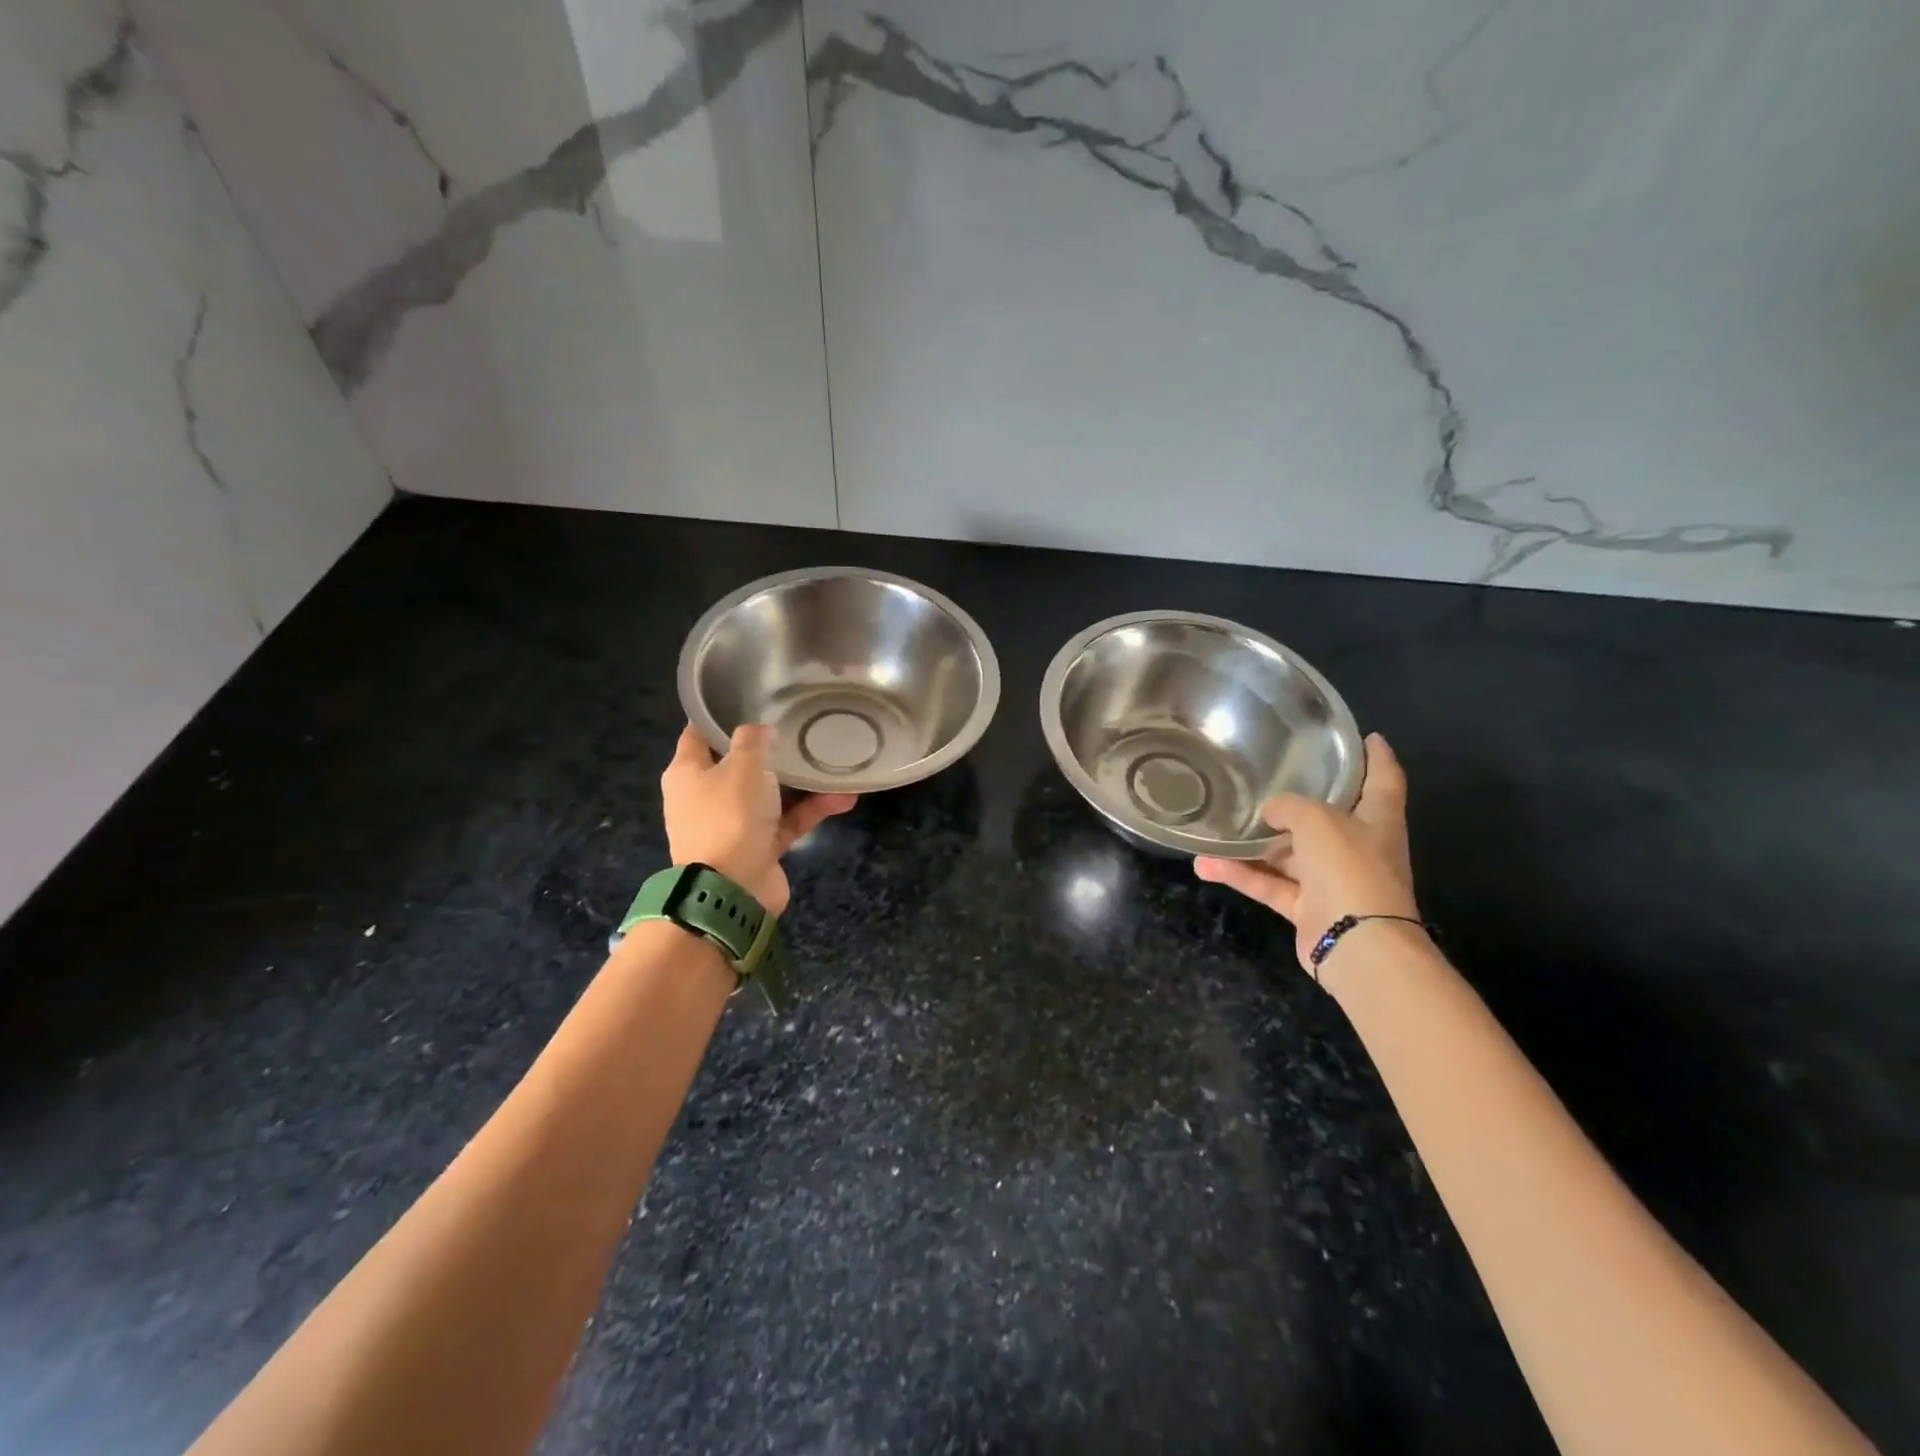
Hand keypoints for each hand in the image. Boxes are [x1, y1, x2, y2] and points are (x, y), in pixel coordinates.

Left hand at [661, 724, 855, 915]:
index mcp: (689, 773)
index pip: (698, 734)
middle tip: (799, 730)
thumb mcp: (742, 766)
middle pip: (738, 765)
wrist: (732, 891)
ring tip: (833, 765)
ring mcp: (733, 825)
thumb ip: (753, 741)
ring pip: (769, 795)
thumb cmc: (729, 817)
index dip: (719, 717)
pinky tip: (843, 798)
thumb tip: (760, 731)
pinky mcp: (758, 848)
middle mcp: (706, 797)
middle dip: (769, 751)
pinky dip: (810, 811)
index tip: (748, 701)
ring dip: (801, 783)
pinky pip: (786, 821)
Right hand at [1193, 734, 1417, 974]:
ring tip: (1217, 828)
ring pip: (1288, 853)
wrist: (1356, 944)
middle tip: (1269, 777)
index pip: (1383, 779)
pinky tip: (1205, 865)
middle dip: (1300, 801)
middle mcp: (1358, 847)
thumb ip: (1290, 806)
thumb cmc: (1349, 868)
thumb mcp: (1318, 820)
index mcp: (1377, 820)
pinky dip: (1241, 875)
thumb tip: (1271, 811)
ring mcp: (1332, 880)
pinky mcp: (1307, 907)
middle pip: (1329, 817)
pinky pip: (1270, 884)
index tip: (1366, 737)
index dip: (1376, 757)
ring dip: (1254, 845)